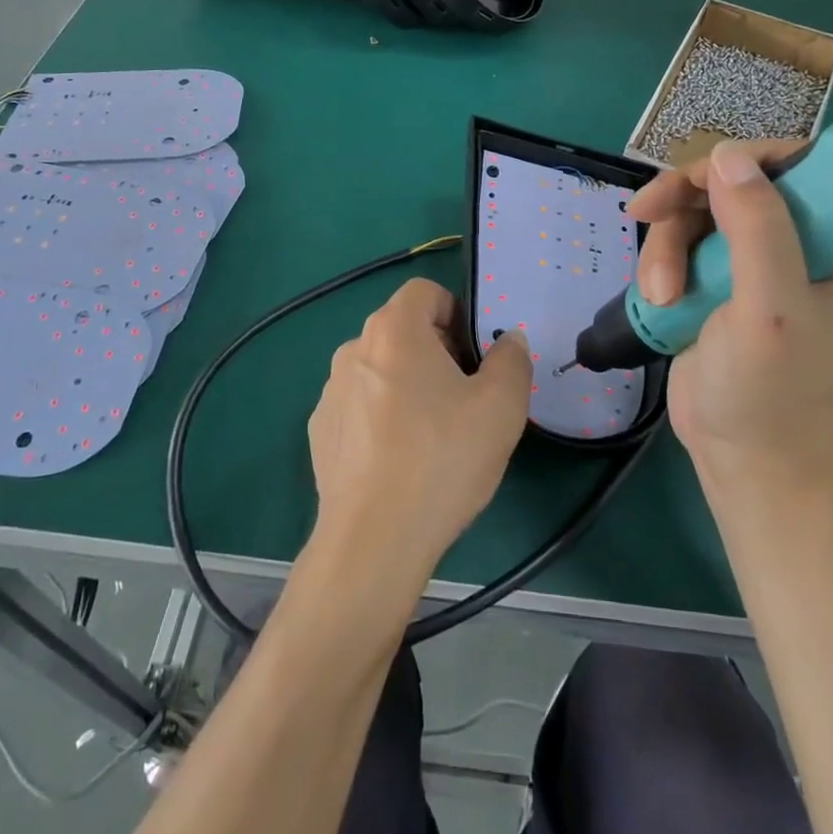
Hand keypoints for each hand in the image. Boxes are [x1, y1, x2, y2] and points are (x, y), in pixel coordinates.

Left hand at [307, 279, 531, 582]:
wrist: (373, 541)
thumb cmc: (441, 460)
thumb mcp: (501, 407)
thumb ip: (512, 360)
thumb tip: (508, 342)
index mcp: (394, 331)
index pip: (424, 292)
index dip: (455, 311)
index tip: (474, 353)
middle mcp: (354, 349)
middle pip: (402, 329)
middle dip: (437, 350)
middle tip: (465, 395)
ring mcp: (331, 391)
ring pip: (381, 368)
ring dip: (408, 383)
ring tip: (434, 433)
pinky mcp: (320, 430)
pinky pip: (360, 404)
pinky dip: (382, 416)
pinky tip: (400, 460)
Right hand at [628, 139, 832, 498]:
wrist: (740, 458)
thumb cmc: (773, 391)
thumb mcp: (771, 308)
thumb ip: (758, 228)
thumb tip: (725, 155)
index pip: (807, 165)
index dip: (751, 160)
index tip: (703, 179)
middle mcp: (809, 242)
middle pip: (738, 182)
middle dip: (688, 204)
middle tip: (647, 215)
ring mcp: (760, 260)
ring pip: (700, 210)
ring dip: (667, 244)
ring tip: (660, 292)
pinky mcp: (721, 278)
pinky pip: (682, 239)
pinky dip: (662, 261)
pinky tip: (658, 297)